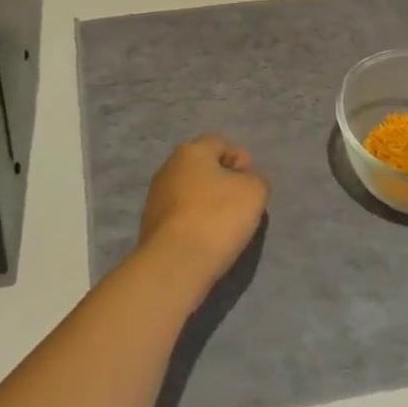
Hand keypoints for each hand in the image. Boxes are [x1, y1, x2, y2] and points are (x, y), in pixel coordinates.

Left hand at [136, 135, 269, 298]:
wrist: (175, 263)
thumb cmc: (217, 217)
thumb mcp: (254, 192)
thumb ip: (256, 179)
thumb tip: (247, 181)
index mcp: (191, 151)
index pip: (220, 143)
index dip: (240, 158)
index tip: (253, 182)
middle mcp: (169, 167)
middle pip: (203, 167)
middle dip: (223, 181)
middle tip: (243, 203)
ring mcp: (156, 197)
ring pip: (190, 192)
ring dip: (208, 203)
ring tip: (226, 225)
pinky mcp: (150, 226)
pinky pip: (181, 216)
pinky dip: (195, 222)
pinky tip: (207, 239)